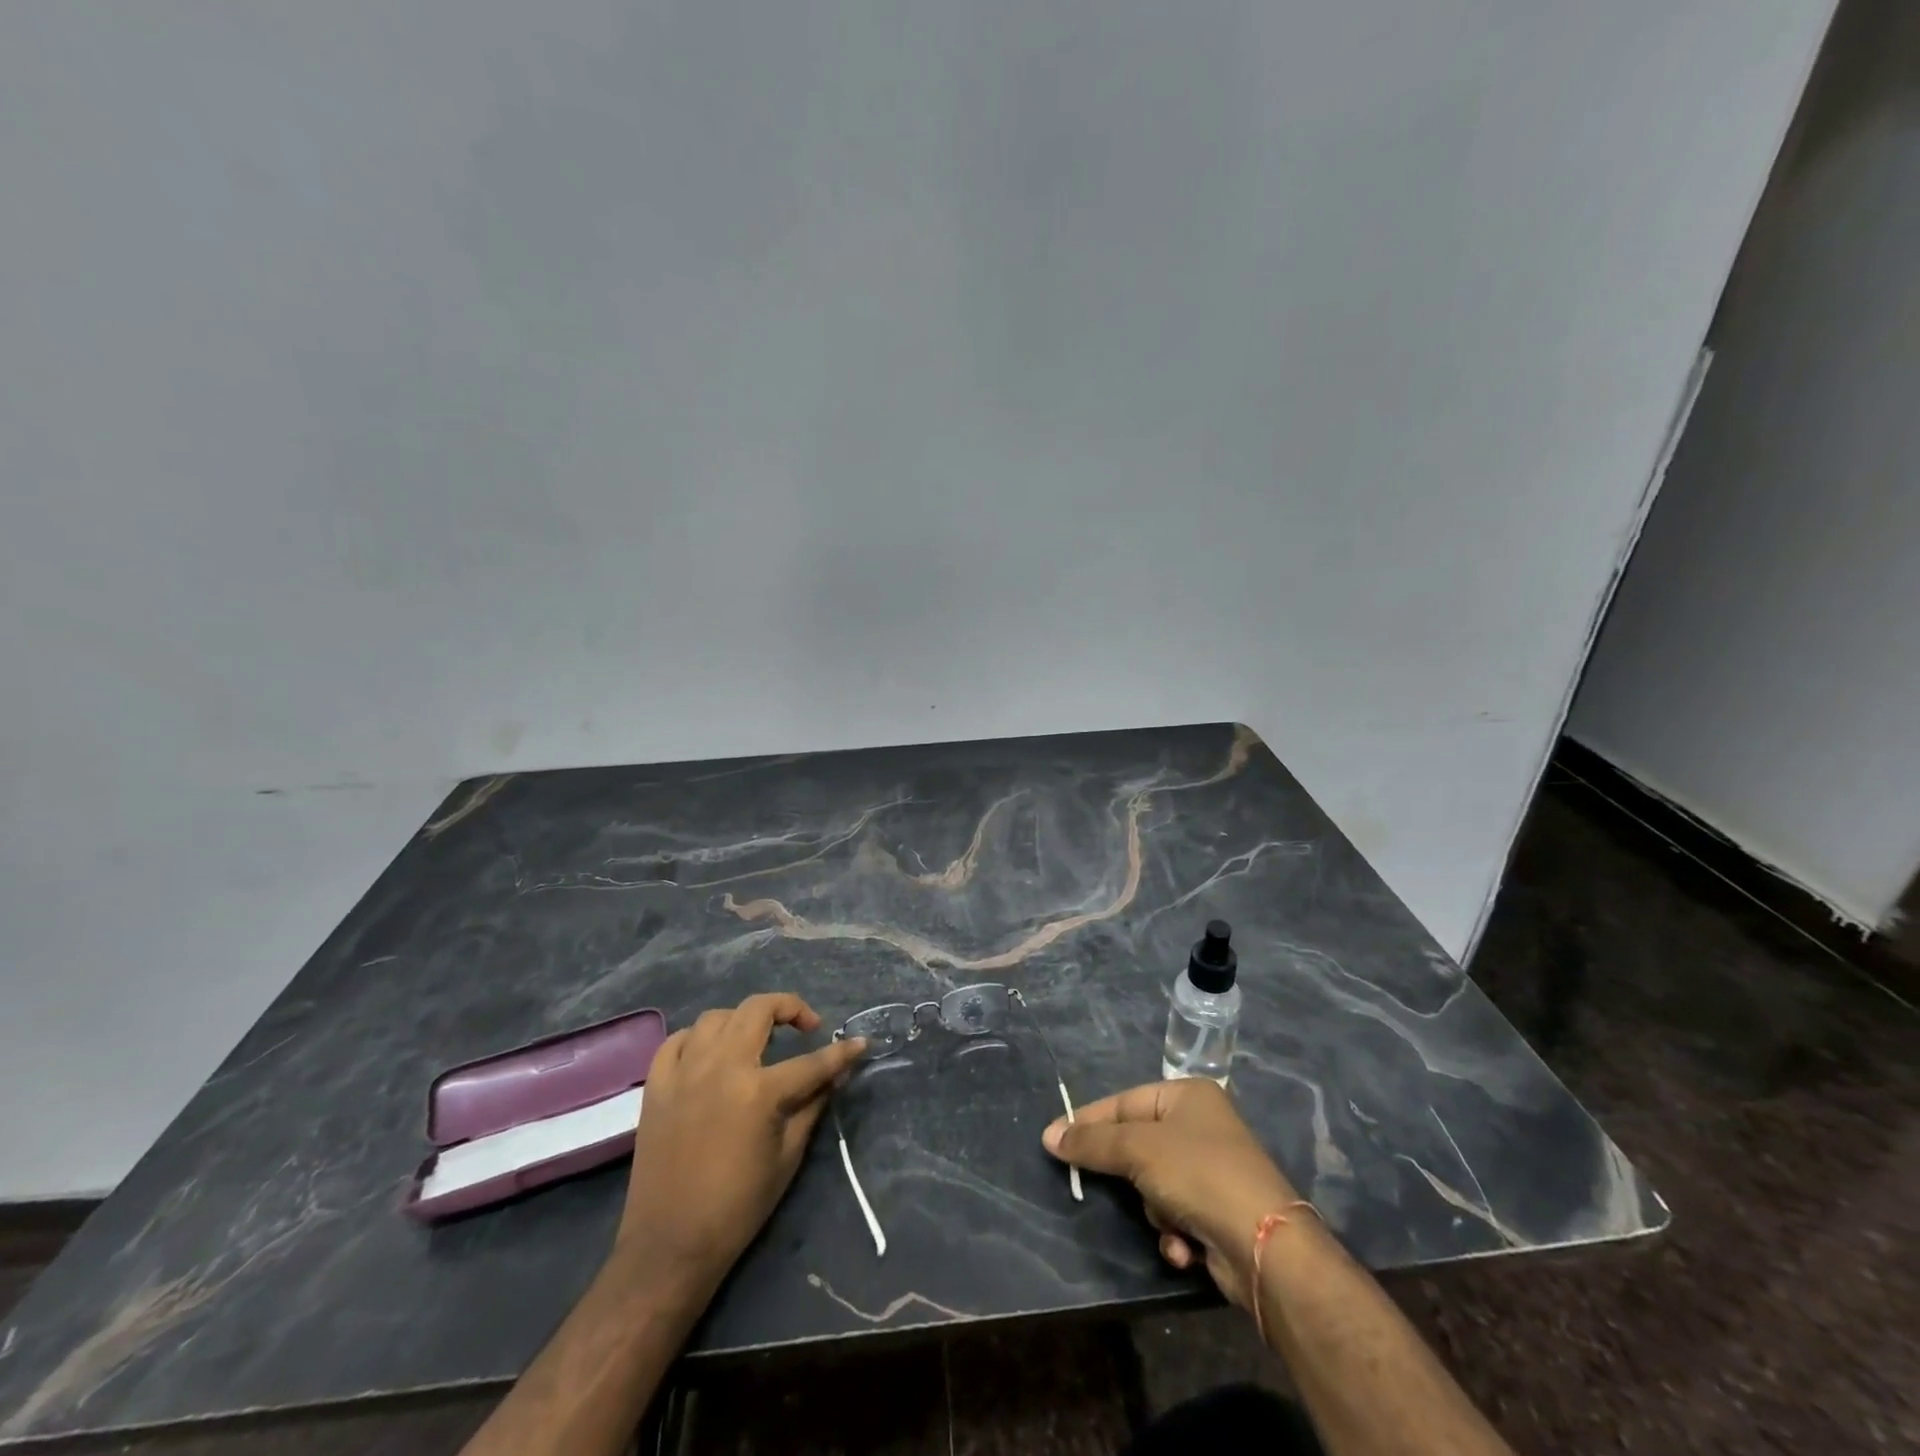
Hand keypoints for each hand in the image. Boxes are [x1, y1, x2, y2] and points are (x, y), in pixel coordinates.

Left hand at [616, 993, 866, 1288]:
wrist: (670, 1245)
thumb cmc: (738, 1206)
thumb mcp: (788, 1156)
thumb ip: (813, 1105)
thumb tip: (836, 1074)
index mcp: (758, 1091)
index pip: (811, 1061)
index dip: (842, 1053)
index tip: (860, 1043)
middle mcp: (721, 1067)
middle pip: (759, 1009)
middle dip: (791, 1008)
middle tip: (806, 1026)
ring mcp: (684, 1072)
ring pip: (717, 1017)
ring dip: (744, 1020)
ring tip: (757, 1040)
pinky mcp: (657, 1085)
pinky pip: (677, 1041)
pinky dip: (698, 1038)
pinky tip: (710, 1052)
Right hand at [1043, 1079, 1299, 1310]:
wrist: (1266, 1246)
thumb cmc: (1198, 1174)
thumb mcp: (1138, 1150)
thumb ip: (1092, 1142)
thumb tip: (1049, 1136)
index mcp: (1188, 1095)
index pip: (1124, 1102)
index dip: (1089, 1121)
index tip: (1055, 1140)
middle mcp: (1201, 1127)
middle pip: (1139, 1146)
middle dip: (1129, 1176)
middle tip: (1101, 1187)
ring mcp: (1212, 1171)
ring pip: (1154, 1186)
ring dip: (1155, 1211)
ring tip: (1167, 1222)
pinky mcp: (1218, 1214)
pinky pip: (1176, 1216)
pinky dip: (1174, 1234)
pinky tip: (1184, 1248)